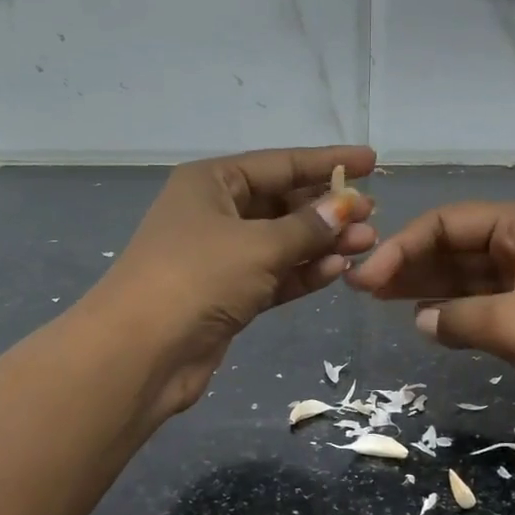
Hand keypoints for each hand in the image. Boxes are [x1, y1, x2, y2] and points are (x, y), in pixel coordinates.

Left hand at [91, 146, 377, 417]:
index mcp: (211, 182)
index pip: (279, 164)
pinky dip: (303, 273)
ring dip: (322, 244)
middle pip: (281, 203)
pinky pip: (274, 275)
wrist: (141, 352)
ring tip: (367, 244)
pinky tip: (337, 270)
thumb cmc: (197, 278)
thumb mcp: (259, 245)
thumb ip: (307, 227)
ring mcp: (220, 257)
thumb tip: (347, 208)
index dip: (326, 162)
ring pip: (281, 243)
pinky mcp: (227, 296)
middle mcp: (214, 213)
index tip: (371, 161)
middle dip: (327, 209)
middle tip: (373, 214)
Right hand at [346, 200, 514, 448]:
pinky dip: (457, 314)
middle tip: (360, 289)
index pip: (447, 223)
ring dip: (427, 288)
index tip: (367, 281)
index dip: (402, 247)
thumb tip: (421, 319)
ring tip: (379, 302)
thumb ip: (459, 318)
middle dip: (409, 264)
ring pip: (469, 278)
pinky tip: (426, 324)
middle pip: (455, 247)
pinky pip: (488, 307)